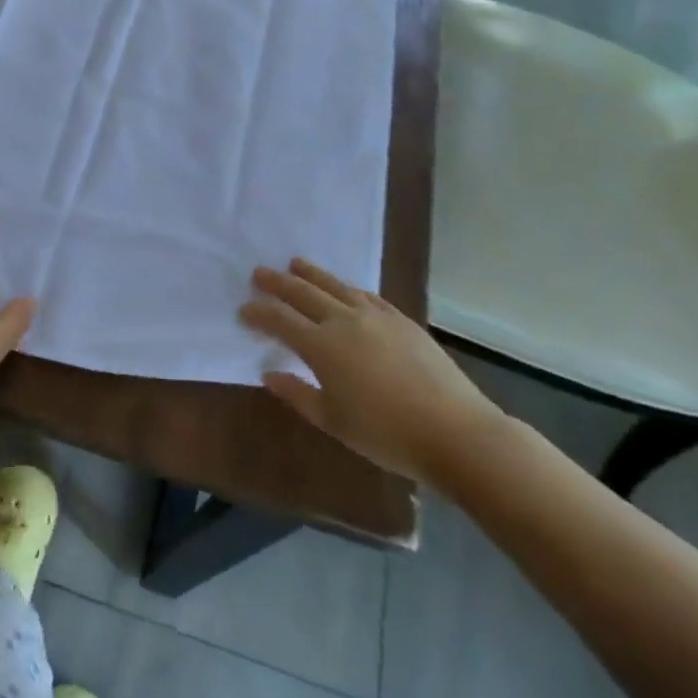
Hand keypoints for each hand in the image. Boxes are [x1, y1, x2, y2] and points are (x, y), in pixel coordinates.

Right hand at [240, 258, 504, 483]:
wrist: (454, 431)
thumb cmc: (386, 434)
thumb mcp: (333, 422)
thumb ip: (298, 394)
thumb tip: (270, 373)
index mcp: (321, 346)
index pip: (280, 320)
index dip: (259, 312)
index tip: (244, 309)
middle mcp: (344, 321)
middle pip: (303, 293)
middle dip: (278, 283)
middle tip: (259, 273)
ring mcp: (375, 316)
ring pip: (335, 286)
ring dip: (311, 274)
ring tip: (295, 263)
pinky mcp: (401, 320)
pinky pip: (366, 294)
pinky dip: (347, 287)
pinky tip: (344, 288)